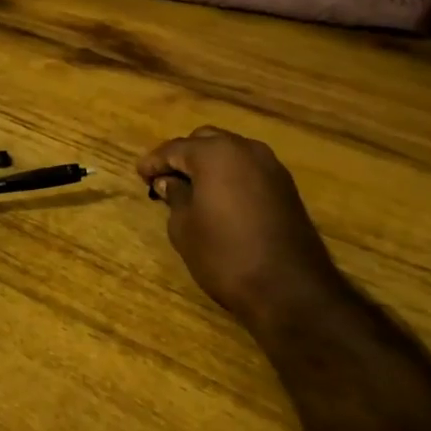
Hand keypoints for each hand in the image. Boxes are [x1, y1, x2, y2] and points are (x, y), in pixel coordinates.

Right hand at [137, 126, 341, 335]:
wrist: (290, 289)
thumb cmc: (225, 255)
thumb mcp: (185, 228)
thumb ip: (175, 196)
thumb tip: (169, 182)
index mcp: (215, 154)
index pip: (175, 148)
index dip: (154, 161)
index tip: (140, 173)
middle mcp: (245, 149)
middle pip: (205, 140)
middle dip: (183, 155)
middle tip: (164, 178)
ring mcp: (270, 166)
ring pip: (230, 152)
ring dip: (209, 163)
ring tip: (191, 187)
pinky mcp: (286, 186)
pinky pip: (249, 169)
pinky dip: (230, 175)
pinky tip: (219, 197)